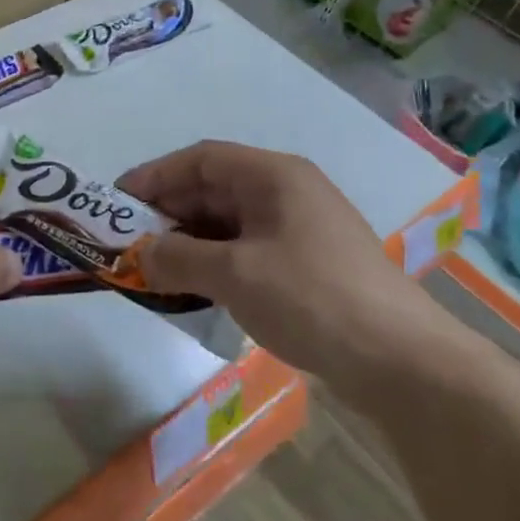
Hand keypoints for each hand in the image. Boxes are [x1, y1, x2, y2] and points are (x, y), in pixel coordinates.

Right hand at [118, 141, 452, 396]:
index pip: (200, 159)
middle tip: (130, 241)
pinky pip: (247, 248)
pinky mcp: (309, 263)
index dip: (155, 176)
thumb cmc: (311, 298)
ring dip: (190, 241)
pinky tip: (195, 286)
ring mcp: (301, 229)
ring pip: (229, 222)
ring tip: (155, 267)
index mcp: (274, 176)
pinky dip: (216, 261)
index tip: (117, 202)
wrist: (402, 361)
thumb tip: (141, 256)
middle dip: (169, 213)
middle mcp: (288, 192)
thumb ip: (178, 258)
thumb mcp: (234, 275)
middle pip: (214, 188)